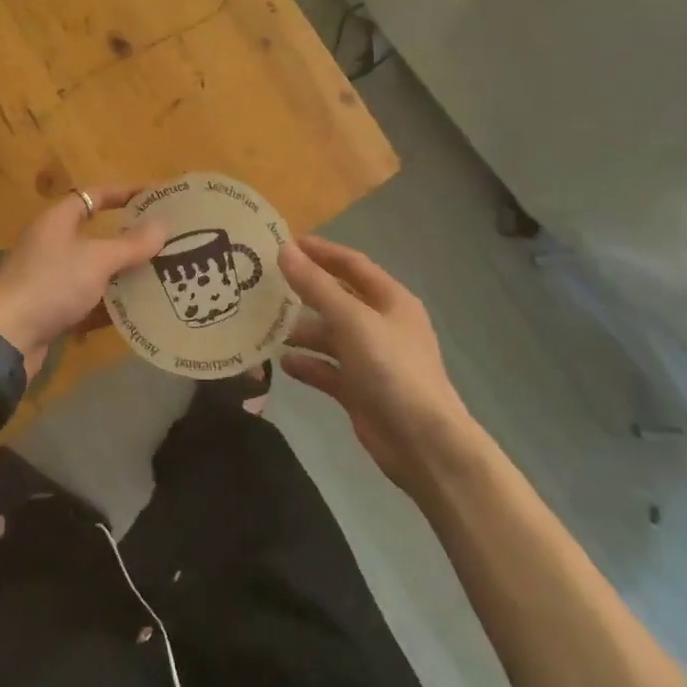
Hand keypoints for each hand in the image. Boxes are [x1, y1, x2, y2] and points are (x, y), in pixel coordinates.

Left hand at [0, 186, 166, 374]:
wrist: (6, 338)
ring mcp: (49, 278)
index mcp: (57, 221)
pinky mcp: (50, 309)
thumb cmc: (51, 285)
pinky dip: (109, 304)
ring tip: (160, 276)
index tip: (153, 197)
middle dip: (128, 239)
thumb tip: (162, 225)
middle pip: (95, 234)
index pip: (93, 196)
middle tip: (163, 242)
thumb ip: (131, 244)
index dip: (122, 193)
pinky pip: (87, 300)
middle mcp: (51, 244)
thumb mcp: (97, 261)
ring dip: (122, 274)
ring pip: (93, 270)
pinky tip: (137, 311)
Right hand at [279, 236, 491, 499]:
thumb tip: (284, 250)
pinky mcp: (359, 389)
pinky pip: (327, 369)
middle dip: (303, 292)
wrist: (423, 443)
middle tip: (263, 284)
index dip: (320, 251)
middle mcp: (381, 324)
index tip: (284, 243)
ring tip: (263, 326)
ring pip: (329, 335)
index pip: (352, 264)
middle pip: (337, 299)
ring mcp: (370, 358)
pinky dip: (307, 364)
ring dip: (300, 330)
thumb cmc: (391, 369)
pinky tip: (281, 363)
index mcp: (390, 300)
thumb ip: (316, 286)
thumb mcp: (352, 320)